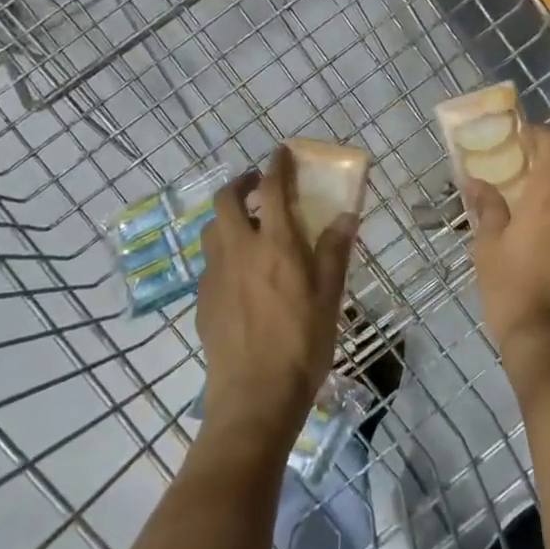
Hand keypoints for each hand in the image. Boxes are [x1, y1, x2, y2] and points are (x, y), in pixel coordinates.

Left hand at [197, 145, 357, 446]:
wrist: (254, 395)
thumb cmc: (302, 343)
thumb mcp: (329, 296)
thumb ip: (335, 251)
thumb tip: (347, 213)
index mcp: (275, 245)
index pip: (270, 188)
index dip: (276, 165)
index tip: (282, 152)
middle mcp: (239, 249)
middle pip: (226, 199)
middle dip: (241, 183)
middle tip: (259, 188)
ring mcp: (215, 274)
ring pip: (212, 228)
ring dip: (227, 216)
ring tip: (249, 228)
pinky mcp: (202, 298)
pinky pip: (210, 260)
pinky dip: (224, 250)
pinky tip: (242, 273)